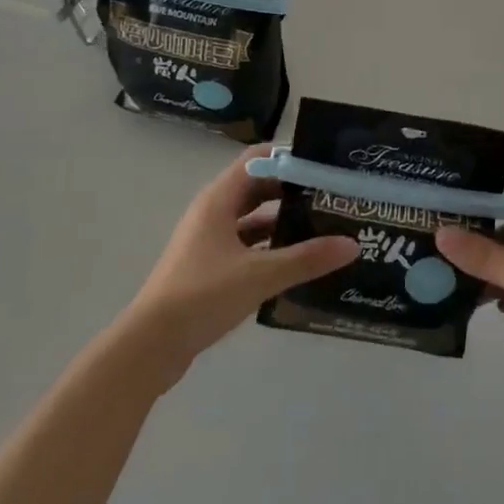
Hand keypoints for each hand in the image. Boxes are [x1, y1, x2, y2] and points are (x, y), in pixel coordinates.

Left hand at [123, 146, 357, 378]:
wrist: (151, 346)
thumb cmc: (202, 295)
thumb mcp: (260, 275)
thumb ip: (307, 258)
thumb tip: (352, 244)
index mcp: (219, 199)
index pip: (258, 158)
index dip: (291, 158)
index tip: (325, 166)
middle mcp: (213, 212)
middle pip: (258, 187)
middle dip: (293, 190)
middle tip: (332, 197)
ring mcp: (209, 240)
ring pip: (253, 219)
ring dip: (283, 221)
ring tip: (323, 228)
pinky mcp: (209, 266)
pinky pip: (247, 245)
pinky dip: (270, 247)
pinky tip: (298, 262)